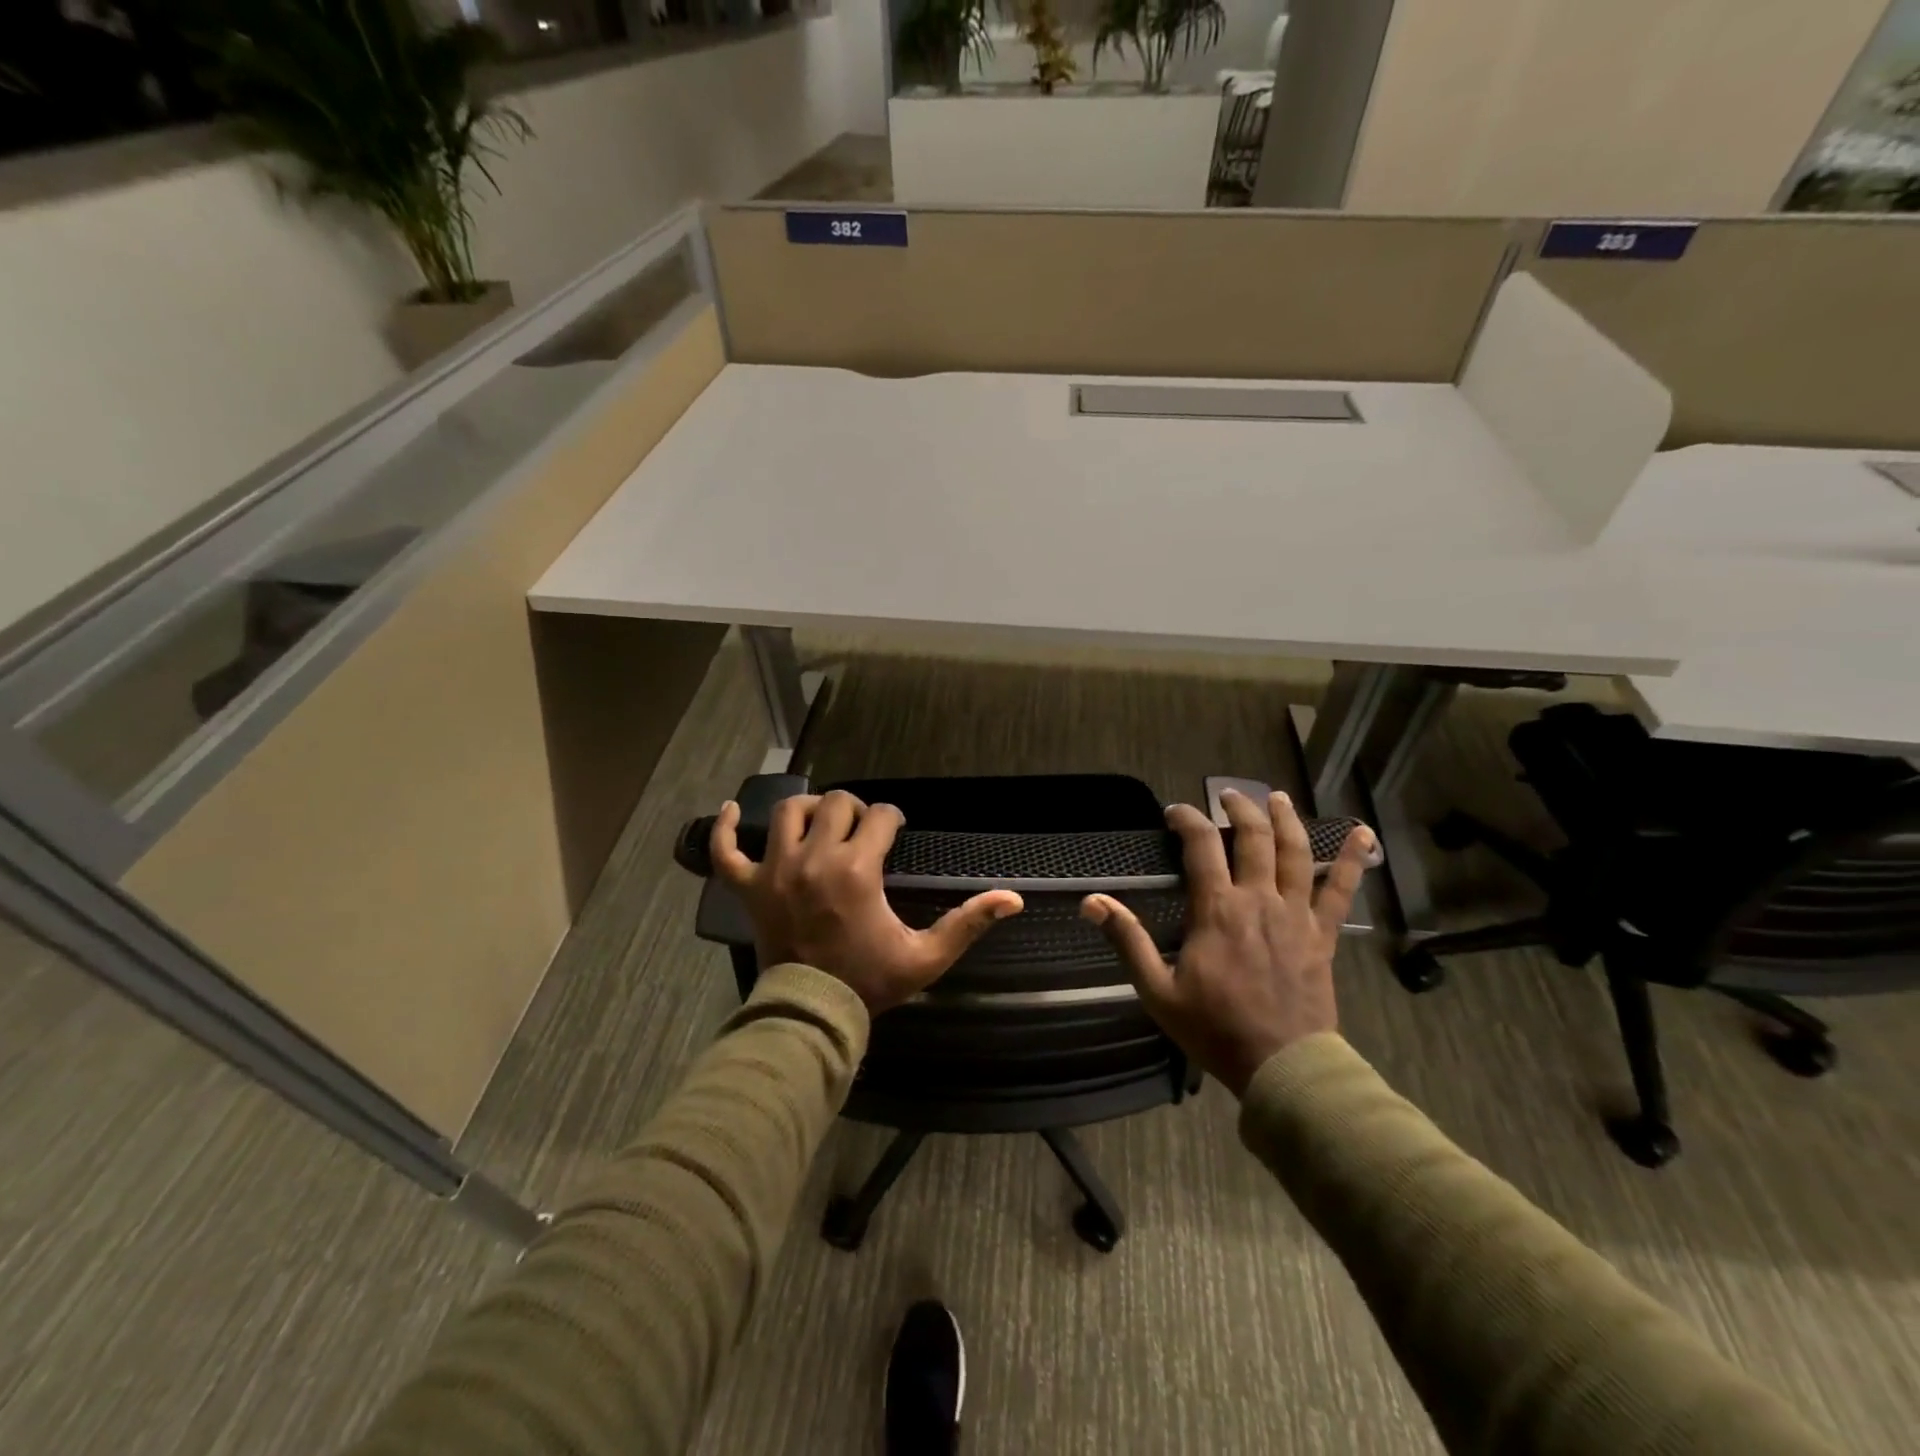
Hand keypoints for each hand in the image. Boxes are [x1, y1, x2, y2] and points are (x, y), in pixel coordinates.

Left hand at [711, 791, 1023, 1014]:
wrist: (812, 1017)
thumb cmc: (870, 982)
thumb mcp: (926, 957)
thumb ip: (968, 923)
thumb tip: (1013, 898)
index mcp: (857, 869)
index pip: (879, 818)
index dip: (892, 819)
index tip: (896, 831)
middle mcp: (814, 858)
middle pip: (835, 804)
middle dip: (855, 809)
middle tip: (863, 830)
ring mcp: (775, 870)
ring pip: (787, 813)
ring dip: (808, 809)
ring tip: (821, 821)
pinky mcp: (749, 888)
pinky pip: (725, 850)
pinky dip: (724, 828)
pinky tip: (731, 812)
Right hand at [1081, 789, 1374, 1096]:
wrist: (1282, 1066)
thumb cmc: (1214, 1028)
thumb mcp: (1157, 989)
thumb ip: (1127, 939)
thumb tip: (1091, 901)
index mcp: (1217, 909)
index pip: (1200, 845)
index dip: (1187, 819)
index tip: (1174, 812)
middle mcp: (1259, 899)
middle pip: (1253, 837)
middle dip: (1239, 808)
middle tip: (1229, 795)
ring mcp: (1296, 914)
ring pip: (1296, 852)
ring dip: (1286, 820)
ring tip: (1279, 798)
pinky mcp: (1322, 934)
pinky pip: (1340, 890)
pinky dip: (1354, 859)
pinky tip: (1363, 833)